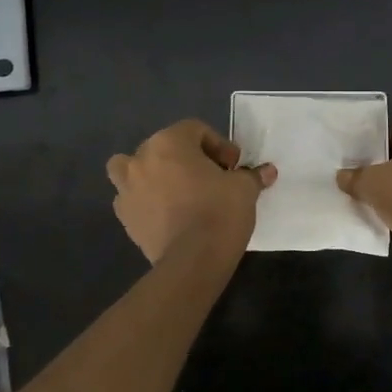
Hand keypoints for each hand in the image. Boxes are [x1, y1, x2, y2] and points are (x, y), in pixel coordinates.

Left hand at [107, 120, 276, 263]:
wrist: (193, 260)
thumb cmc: (219, 212)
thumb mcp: (244, 189)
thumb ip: (251, 175)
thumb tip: (267, 171)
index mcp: (168, 143)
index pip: (195, 130)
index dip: (219, 145)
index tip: (234, 166)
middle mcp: (141, 159)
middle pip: (164, 147)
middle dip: (187, 158)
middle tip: (211, 178)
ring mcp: (127, 189)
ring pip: (132, 169)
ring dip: (152, 174)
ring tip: (176, 192)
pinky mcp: (125, 217)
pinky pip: (132, 199)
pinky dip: (145, 201)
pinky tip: (167, 215)